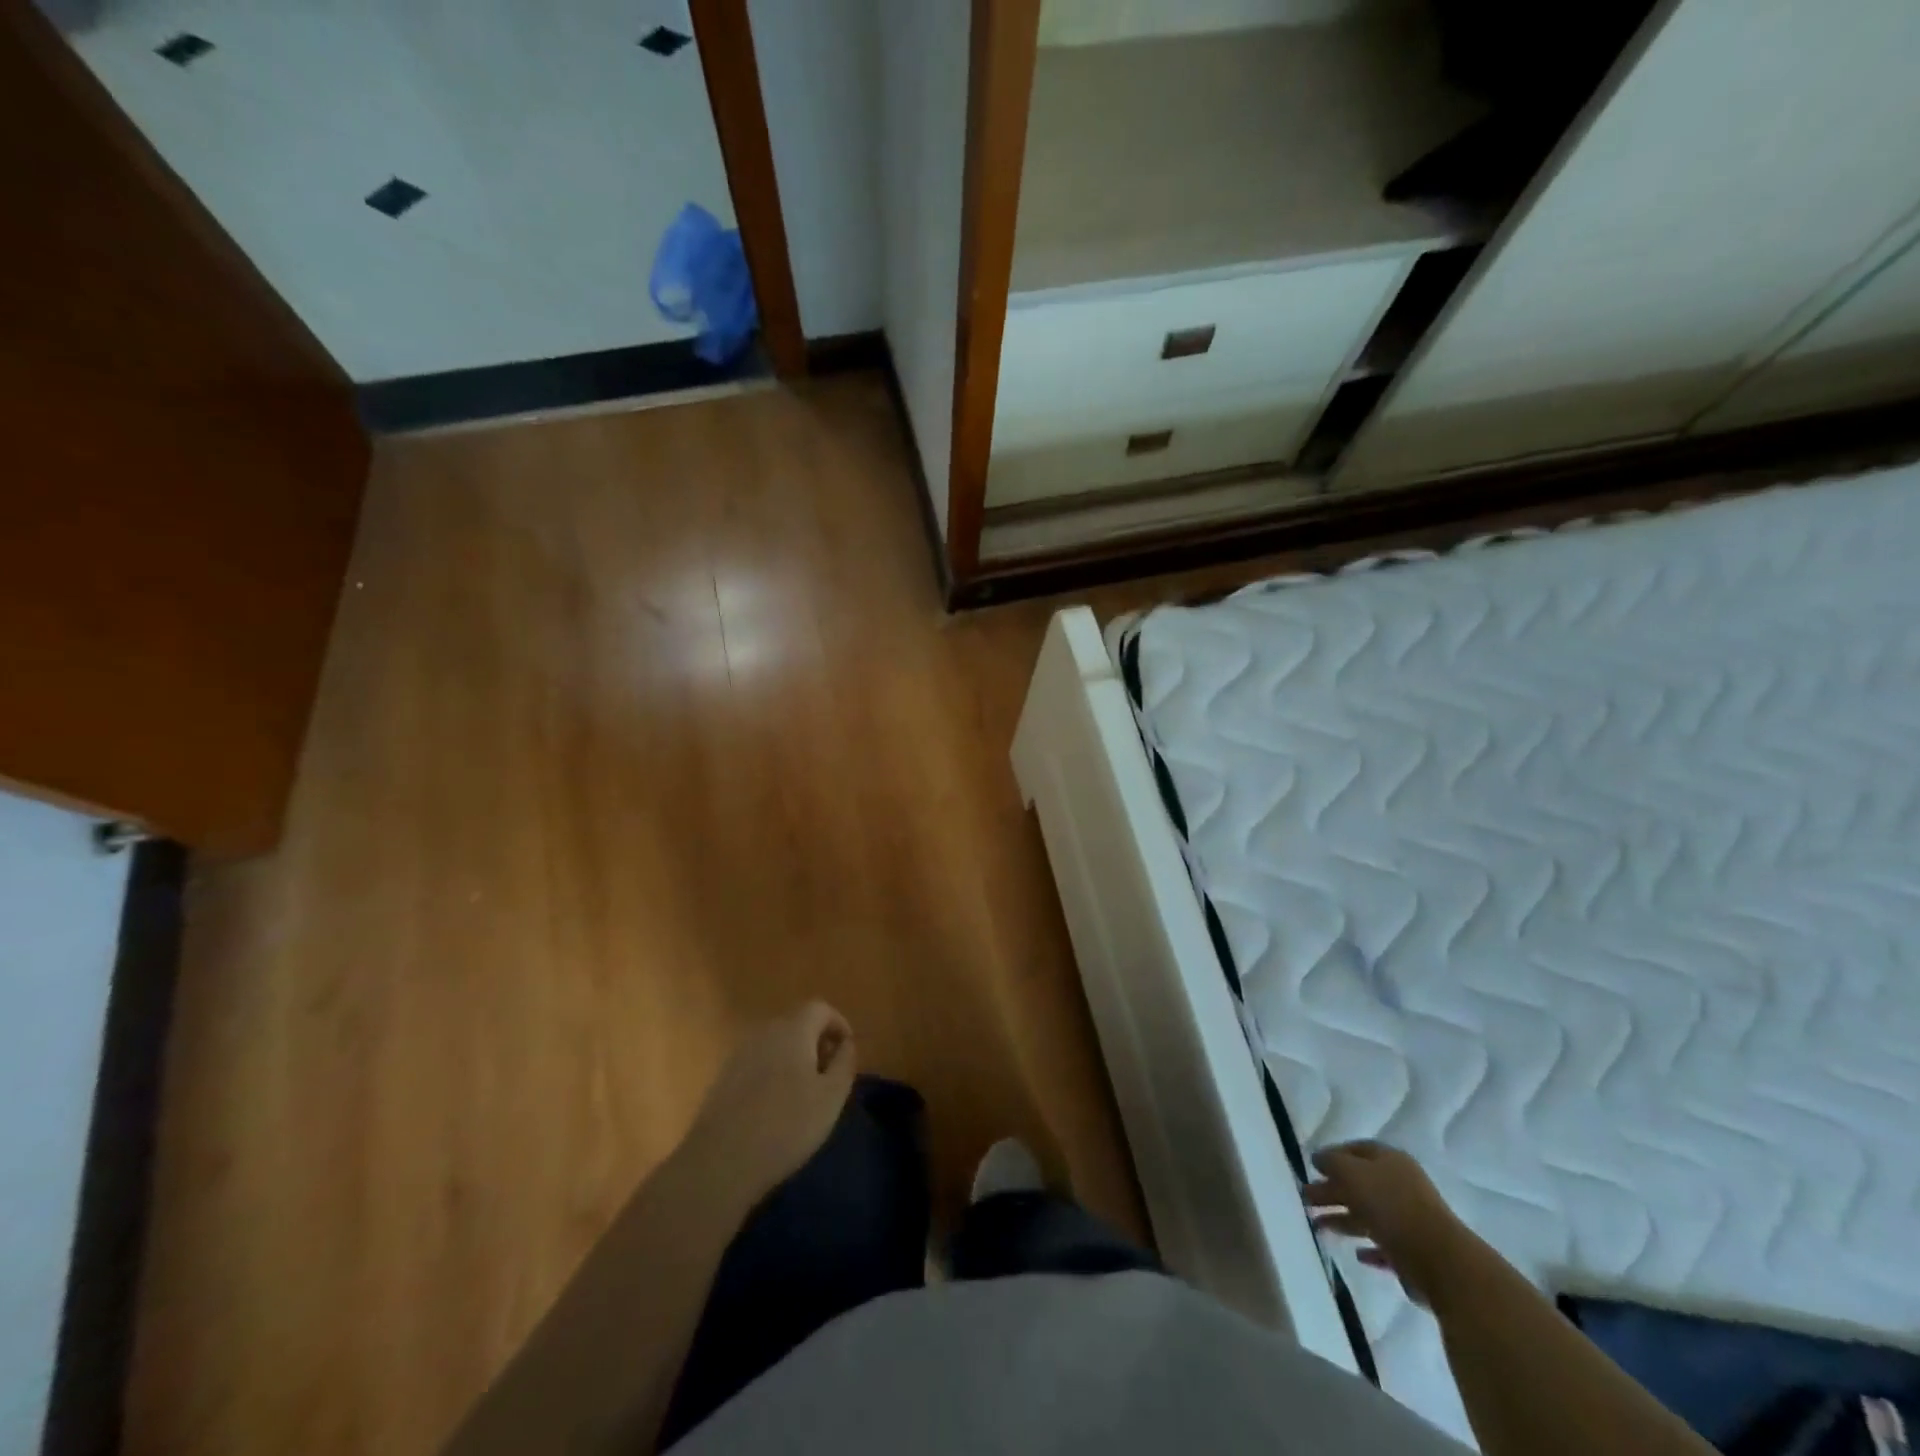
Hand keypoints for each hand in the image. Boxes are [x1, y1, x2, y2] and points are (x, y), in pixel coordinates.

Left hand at [679, 1002, 856, 1214]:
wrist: (720, 1162)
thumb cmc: (787, 1126)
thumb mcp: (831, 1097)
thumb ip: (845, 1063)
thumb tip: (847, 1044)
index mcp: (793, 1030)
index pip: (820, 1008)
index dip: (838, 1024)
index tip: (847, 1052)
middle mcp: (765, 1032)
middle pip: (797, 1023)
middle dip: (817, 1042)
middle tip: (828, 1076)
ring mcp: (740, 1053)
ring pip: (776, 1044)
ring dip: (794, 1059)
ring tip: (804, 1095)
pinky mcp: (724, 1077)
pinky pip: (758, 1063)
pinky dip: (773, 1073)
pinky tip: (774, 1108)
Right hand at [1304, 1141, 1470, 1307]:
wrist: (1439, 1261)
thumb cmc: (1390, 1205)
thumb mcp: (1350, 1172)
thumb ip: (1331, 1162)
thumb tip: (1318, 1158)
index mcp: (1390, 1161)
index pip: (1357, 1150)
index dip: (1333, 1155)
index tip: (1312, 1167)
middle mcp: (1401, 1186)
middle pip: (1359, 1183)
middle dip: (1331, 1190)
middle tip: (1305, 1199)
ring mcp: (1409, 1220)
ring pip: (1367, 1215)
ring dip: (1342, 1219)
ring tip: (1317, 1226)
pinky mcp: (1413, 1253)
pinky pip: (1384, 1246)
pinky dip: (1368, 1248)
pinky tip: (1356, 1254)